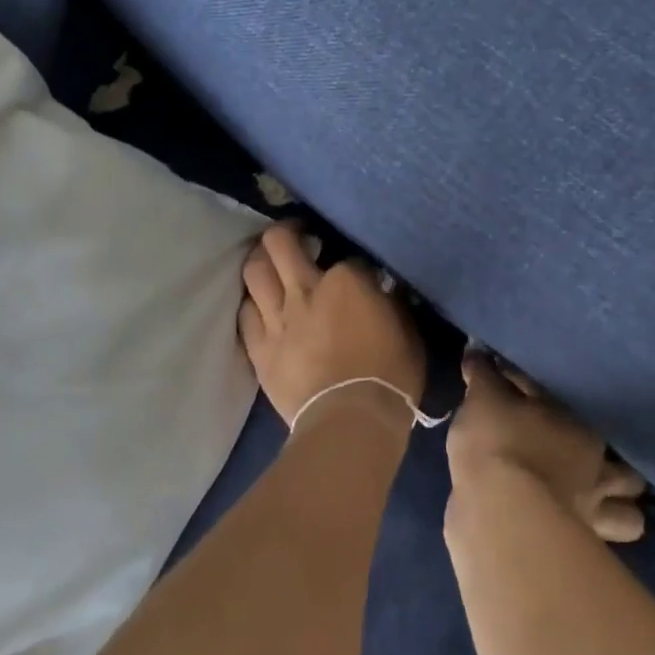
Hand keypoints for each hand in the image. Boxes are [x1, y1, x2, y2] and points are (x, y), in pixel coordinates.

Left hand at [239, 222, 426, 430]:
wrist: (350, 424)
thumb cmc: (390, 377)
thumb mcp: (408, 332)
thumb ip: (392, 303)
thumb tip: (385, 288)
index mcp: (346, 280)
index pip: (346, 256)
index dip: (352, 261)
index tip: (358, 271)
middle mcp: (305, 289)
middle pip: (280, 242)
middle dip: (287, 230)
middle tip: (297, 234)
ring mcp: (277, 318)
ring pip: (254, 270)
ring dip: (261, 260)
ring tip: (270, 262)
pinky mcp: (259, 348)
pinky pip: (245, 313)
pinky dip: (252, 303)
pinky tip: (260, 304)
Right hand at [448, 349, 646, 542]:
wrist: (495, 512)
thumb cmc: (499, 441)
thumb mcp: (483, 396)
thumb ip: (483, 373)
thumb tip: (477, 350)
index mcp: (584, 428)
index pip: (584, 414)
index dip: (569, 413)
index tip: (548, 412)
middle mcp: (599, 472)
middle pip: (630, 474)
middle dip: (619, 471)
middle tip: (595, 464)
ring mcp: (593, 518)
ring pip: (630, 520)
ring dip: (618, 512)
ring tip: (595, 504)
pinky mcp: (577, 555)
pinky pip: (596, 548)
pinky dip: (589, 540)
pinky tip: (569, 530)